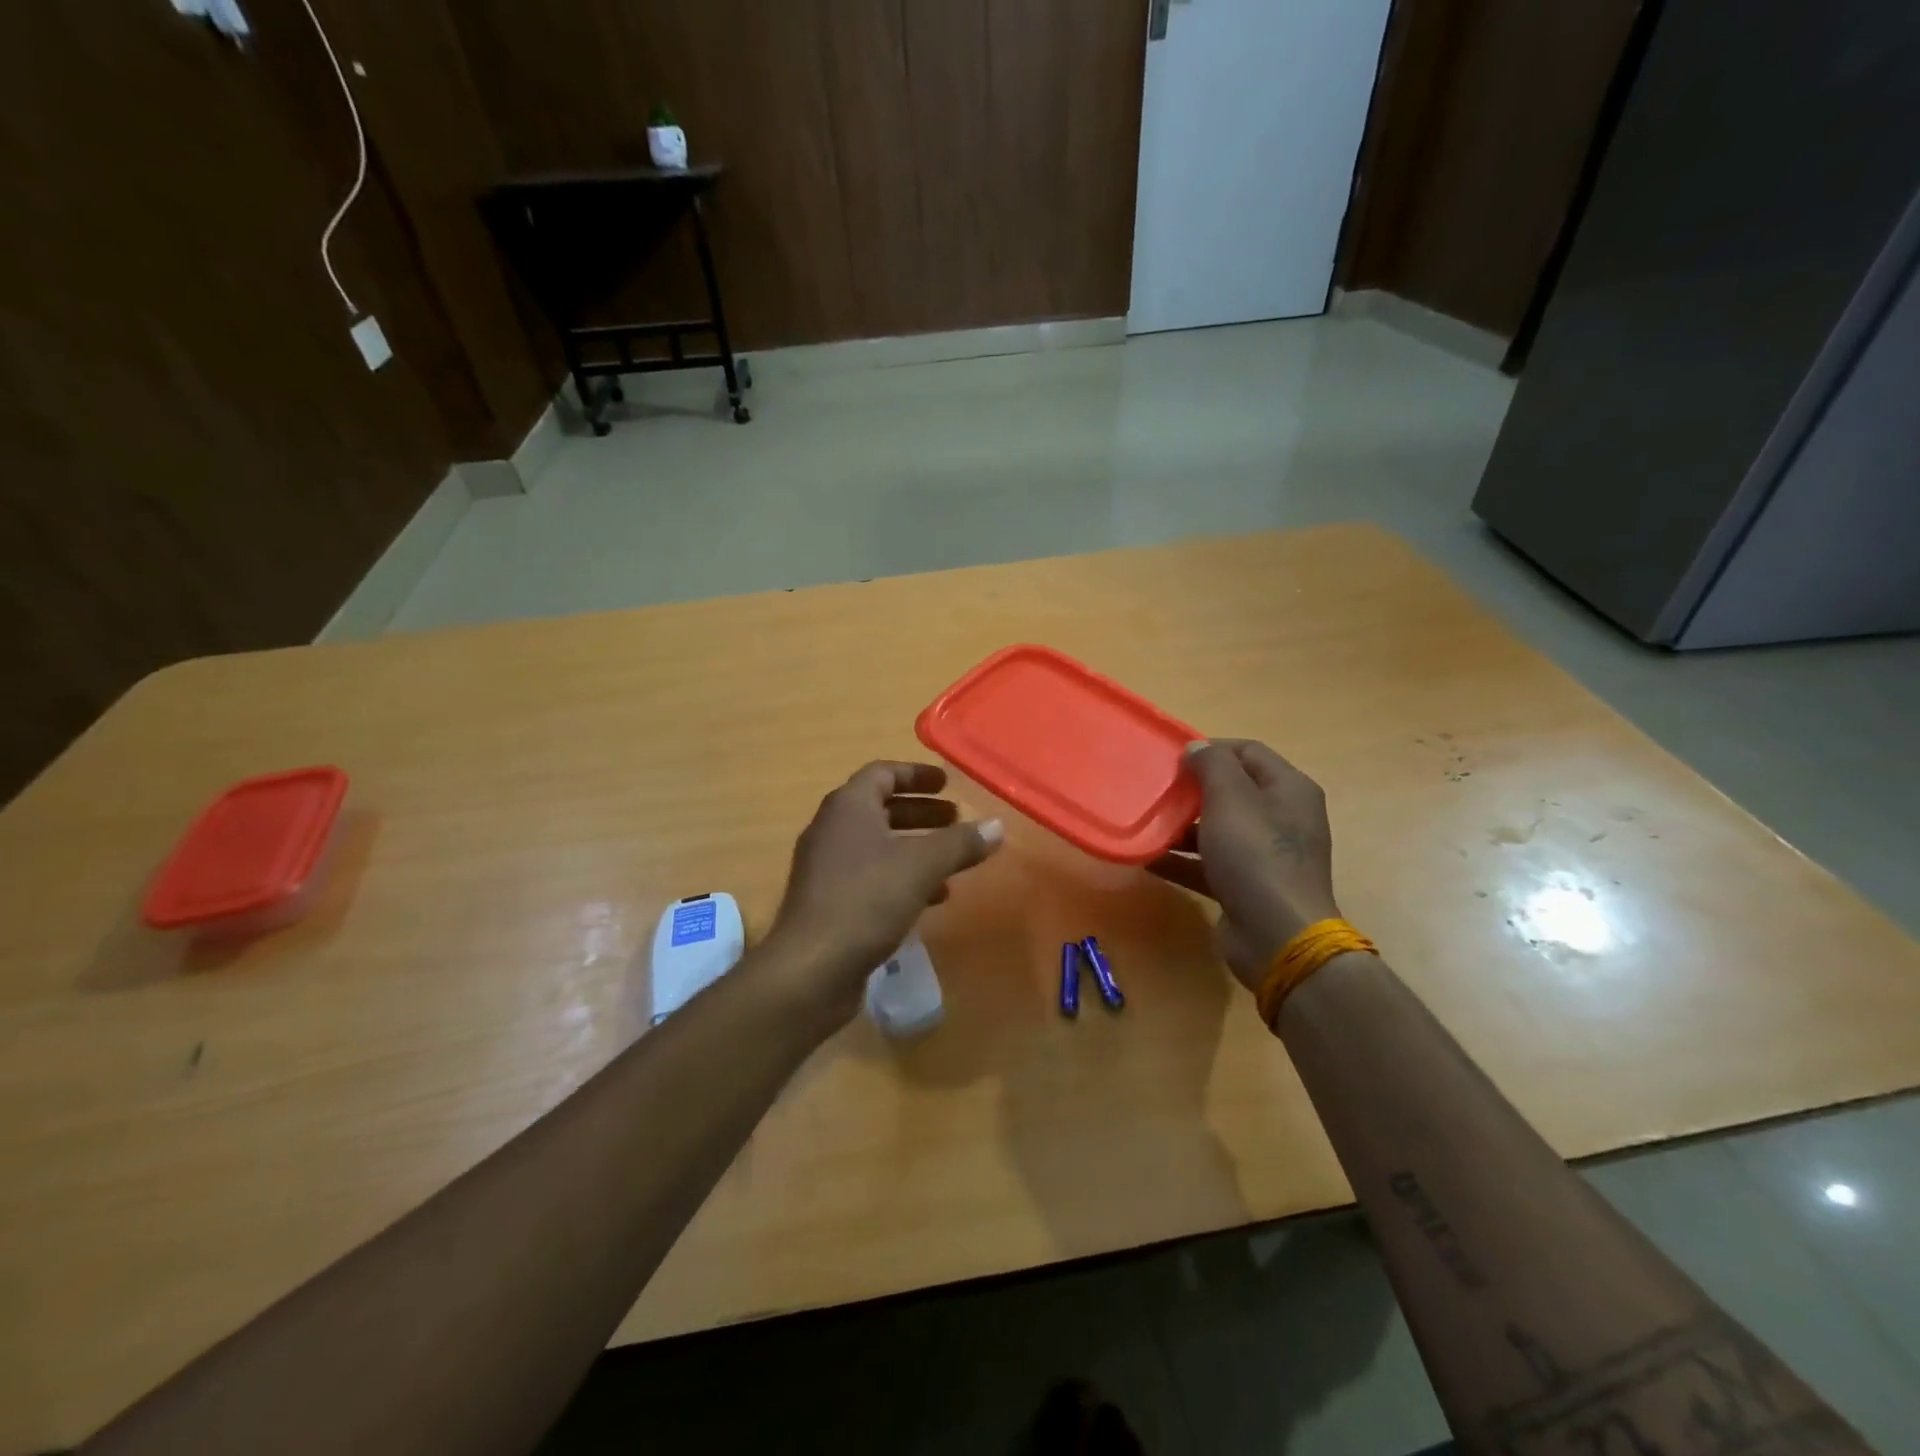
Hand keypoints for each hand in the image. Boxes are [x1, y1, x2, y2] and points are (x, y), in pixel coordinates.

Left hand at [766, 762, 1001, 1019]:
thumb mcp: (922, 866)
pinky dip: (901, 878)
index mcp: (848, 806)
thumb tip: (996, 826)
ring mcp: (826, 867)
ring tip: (951, 864)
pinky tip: (930, 900)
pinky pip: (870, 877)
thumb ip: (960, 843)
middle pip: (880, 808)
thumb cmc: (867, 900)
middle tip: (956, 820)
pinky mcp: (829, 902)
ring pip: (877, 845)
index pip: (883, 773)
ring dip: (915, 848)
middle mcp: (832, 829)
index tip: (948, 783)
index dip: (917, 774)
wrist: (811, 967)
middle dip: (921, 813)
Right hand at [1148, 740, 1339, 990]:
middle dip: (1193, 789)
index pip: (1248, 751)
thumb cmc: (1255, 856)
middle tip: (1158, 789)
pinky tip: (1148, 858)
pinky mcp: (1248, 885)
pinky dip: (1183, 859)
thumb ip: (1212, 765)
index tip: (1173, 758)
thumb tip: (1197, 747)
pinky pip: (1210, 863)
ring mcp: (1266, 854)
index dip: (1211, 749)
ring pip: (1219, 828)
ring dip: (1183, 826)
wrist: (1277, 936)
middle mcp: (1282, 817)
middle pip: (1233, 790)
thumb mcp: (1230, 799)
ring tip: (1148, 823)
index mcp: (1289, 789)